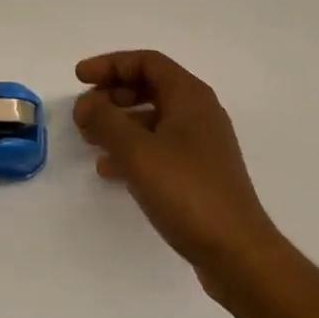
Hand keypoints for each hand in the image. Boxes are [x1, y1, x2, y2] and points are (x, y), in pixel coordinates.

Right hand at [74, 51, 282, 288]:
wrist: (238, 255)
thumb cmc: (187, 191)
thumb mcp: (137, 151)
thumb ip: (105, 120)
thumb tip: (86, 104)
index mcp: (190, 96)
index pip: (146, 62)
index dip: (110, 64)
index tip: (80, 78)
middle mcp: (198, 113)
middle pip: (148, 87)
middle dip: (112, 95)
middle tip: (84, 111)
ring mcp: (201, 146)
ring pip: (152, 119)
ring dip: (118, 124)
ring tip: (89, 139)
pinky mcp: (199, 175)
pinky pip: (159, 148)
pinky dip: (132, 150)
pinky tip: (109, 169)